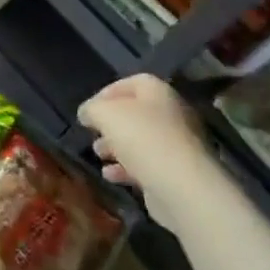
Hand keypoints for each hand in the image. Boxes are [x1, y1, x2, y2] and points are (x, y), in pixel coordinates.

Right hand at [78, 75, 206, 215]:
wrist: (182, 186)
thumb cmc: (142, 138)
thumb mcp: (105, 114)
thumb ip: (92, 109)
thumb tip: (87, 113)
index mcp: (159, 92)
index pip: (131, 83)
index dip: (107, 93)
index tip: (89, 109)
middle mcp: (171, 114)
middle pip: (135, 113)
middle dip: (110, 124)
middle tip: (93, 133)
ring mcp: (176, 145)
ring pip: (140, 140)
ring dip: (116, 146)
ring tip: (98, 154)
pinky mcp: (176, 173)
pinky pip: (147, 165)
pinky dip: (126, 168)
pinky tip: (110, 175)